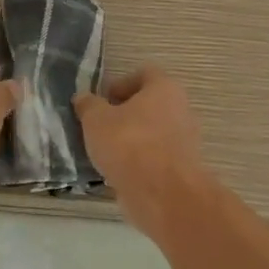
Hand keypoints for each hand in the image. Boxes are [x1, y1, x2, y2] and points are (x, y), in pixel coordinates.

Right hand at [72, 66, 211, 229]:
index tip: (102, 100)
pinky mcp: (181, 169)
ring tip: (104, 152)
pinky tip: (117, 172)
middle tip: (99, 126)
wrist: (162, 194)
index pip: (144, 74)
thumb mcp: (96, 120)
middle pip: (149, 105)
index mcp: (164, 89)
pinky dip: (138, 162)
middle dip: (124, 114)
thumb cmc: (128, 144)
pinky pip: (155, 158)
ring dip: (130, 140)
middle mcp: (181, 110)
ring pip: (152, 133)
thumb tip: (84, 98)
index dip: (120, 83)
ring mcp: (185, 141)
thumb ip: (88, 105)